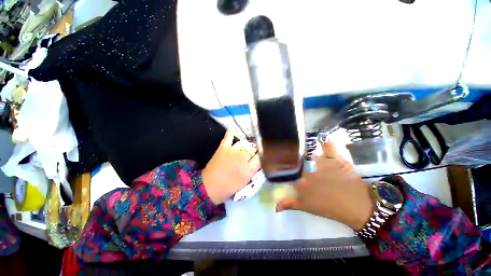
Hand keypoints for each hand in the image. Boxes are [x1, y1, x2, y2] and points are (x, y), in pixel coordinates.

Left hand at [202, 130, 260, 204]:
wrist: (210, 187)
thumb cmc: (229, 186)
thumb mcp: (246, 180)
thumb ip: (255, 168)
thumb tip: (261, 158)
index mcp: (249, 169)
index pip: (261, 157)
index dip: (263, 154)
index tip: (263, 154)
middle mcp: (242, 157)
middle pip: (253, 148)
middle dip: (254, 150)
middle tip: (252, 154)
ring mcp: (233, 150)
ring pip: (244, 143)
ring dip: (246, 145)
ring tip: (245, 148)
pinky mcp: (223, 147)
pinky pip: (229, 136)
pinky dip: (232, 132)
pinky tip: (235, 132)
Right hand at [276, 141, 373, 230]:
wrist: (357, 207)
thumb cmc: (330, 208)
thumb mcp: (306, 208)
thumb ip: (289, 204)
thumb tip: (275, 207)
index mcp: (301, 181)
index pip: (288, 172)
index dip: (286, 170)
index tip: (285, 169)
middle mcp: (308, 170)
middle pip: (298, 163)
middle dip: (295, 163)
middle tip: (297, 165)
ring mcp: (322, 163)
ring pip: (310, 155)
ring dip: (308, 155)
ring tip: (305, 155)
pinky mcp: (335, 159)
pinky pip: (328, 146)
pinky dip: (325, 141)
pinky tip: (321, 137)